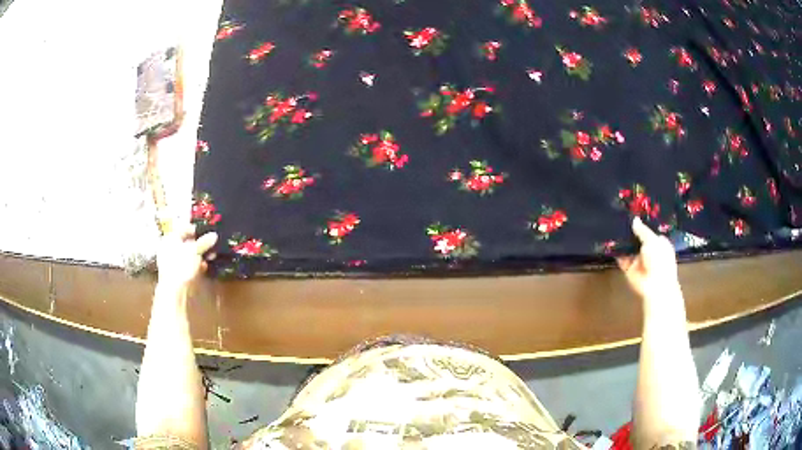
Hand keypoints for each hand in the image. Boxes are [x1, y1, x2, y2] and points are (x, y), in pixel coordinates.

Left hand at [156, 224, 217, 287]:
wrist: (174, 291)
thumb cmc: (181, 265)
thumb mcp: (195, 250)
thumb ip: (204, 242)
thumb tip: (214, 235)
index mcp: (170, 238)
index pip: (184, 229)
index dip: (196, 229)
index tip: (208, 231)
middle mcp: (169, 248)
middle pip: (187, 242)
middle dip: (200, 243)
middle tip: (212, 244)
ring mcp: (172, 262)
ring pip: (188, 254)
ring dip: (200, 254)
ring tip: (211, 256)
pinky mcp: (177, 273)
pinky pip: (188, 265)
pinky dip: (196, 265)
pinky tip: (204, 266)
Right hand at [616, 217, 679, 298]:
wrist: (655, 286)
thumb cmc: (660, 260)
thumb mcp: (653, 241)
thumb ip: (642, 230)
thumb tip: (634, 219)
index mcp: (658, 243)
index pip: (649, 230)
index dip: (642, 223)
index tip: (632, 213)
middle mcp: (648, 250)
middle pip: (637, 238)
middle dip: (630, 230)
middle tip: (619, 216)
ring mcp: (638, 260)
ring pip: (628, 247)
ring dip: (622, 240)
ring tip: (612, 225)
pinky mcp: (629, 268)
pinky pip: (621, 258)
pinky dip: (616, 252)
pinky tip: (609, 241)